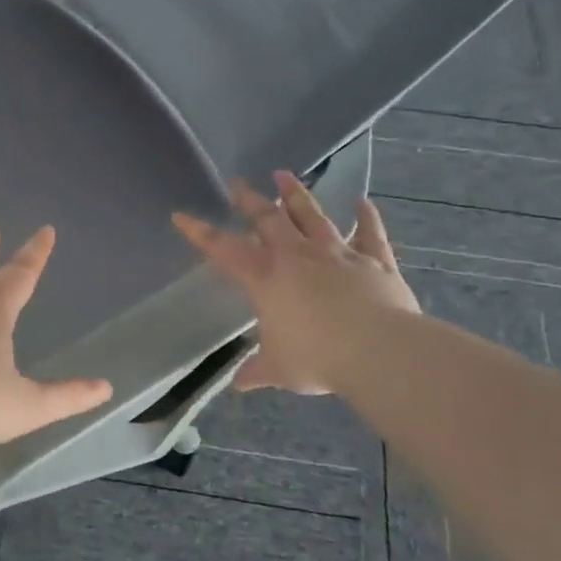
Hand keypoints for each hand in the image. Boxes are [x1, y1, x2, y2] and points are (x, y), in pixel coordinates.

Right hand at [174, 172, 418, 394]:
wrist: (379, 351)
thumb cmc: (317, 359)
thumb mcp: (279, 369)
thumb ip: (257, 371)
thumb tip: (239, 385)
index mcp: (266, 279)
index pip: (224, 250)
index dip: (200, 233)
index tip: (181, 215)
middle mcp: (297, 257)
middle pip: (269, 219)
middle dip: (250, 200)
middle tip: (238, 184)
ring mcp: (338, 254)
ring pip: (313, 216)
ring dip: (297, 195)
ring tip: (284, 175)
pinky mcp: (374, 261)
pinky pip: (370, 233)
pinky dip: (366, 217)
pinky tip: (363, 202)